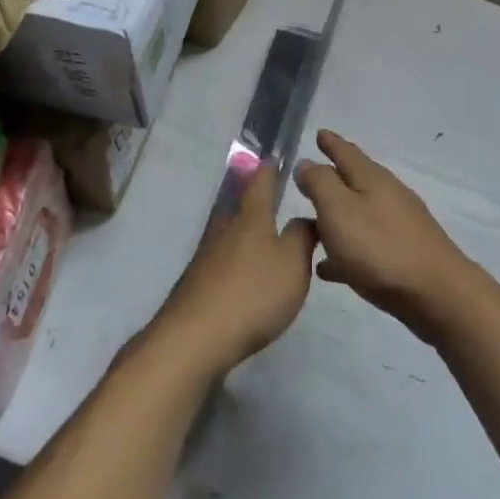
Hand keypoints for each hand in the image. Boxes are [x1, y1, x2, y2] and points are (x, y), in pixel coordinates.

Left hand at [156, 164, 315, 377]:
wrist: (194, 338)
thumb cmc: (252, 293)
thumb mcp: (293, 264)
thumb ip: (302, 237)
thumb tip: (305, 218)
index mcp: (250, 217)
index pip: (261, 181)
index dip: (270, 169)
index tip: (277, 159)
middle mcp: (224, 229)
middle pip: (243, 209)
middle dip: (260, 207)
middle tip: (280, 209)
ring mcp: (206, 257)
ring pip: (232, 237)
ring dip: (249, 240)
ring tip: (270, 249)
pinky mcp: (197, 284)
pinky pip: (224, 264)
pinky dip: (238, 266)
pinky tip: (249, 282)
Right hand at [294, 131, 473, 341]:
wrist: (436, 293)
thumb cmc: (380, 248)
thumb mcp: (339, 210)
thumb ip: (320, 184)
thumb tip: (307, 163)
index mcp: (371, 179)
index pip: (347, 152)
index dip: (331, 143)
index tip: (319, 133)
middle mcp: (387, 196)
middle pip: (356, 180)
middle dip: (333, 175)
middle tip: (311, 173)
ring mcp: (398, 226)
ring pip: (360, 213)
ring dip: (337, 214)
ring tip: (311, 221)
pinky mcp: (402, 255)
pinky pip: (365, 245)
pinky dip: (345, 249)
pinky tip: (329, 266)